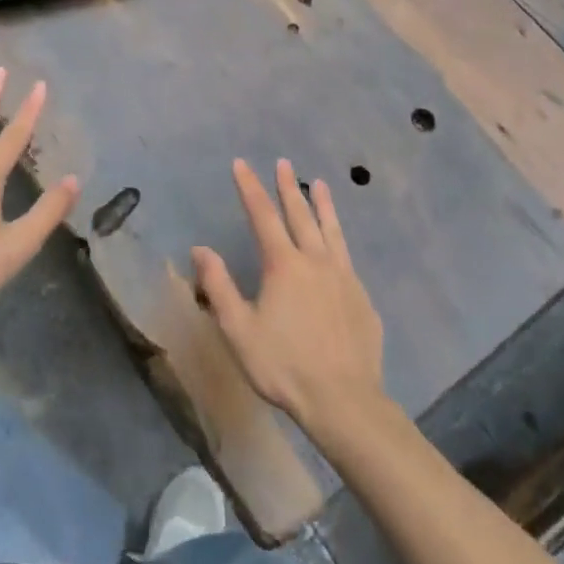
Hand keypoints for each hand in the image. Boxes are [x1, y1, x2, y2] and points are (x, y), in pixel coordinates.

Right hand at [192, 159, 385, 438]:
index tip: (241, 164)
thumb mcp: (239, 330)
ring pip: (331, 230)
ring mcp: (343, 277)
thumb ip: (219, 286)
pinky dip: (339, 239)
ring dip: (322, 205)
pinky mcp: (362, 297)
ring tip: (320, 184)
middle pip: (300, 215)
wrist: (343, 399)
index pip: (262, 216)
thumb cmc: (283, 365)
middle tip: (283, 163)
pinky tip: (338, 246)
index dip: (250, 188)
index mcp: (284, 265)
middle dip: (288, 187)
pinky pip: (347, 258)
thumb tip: (201, 249)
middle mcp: (316, 261)